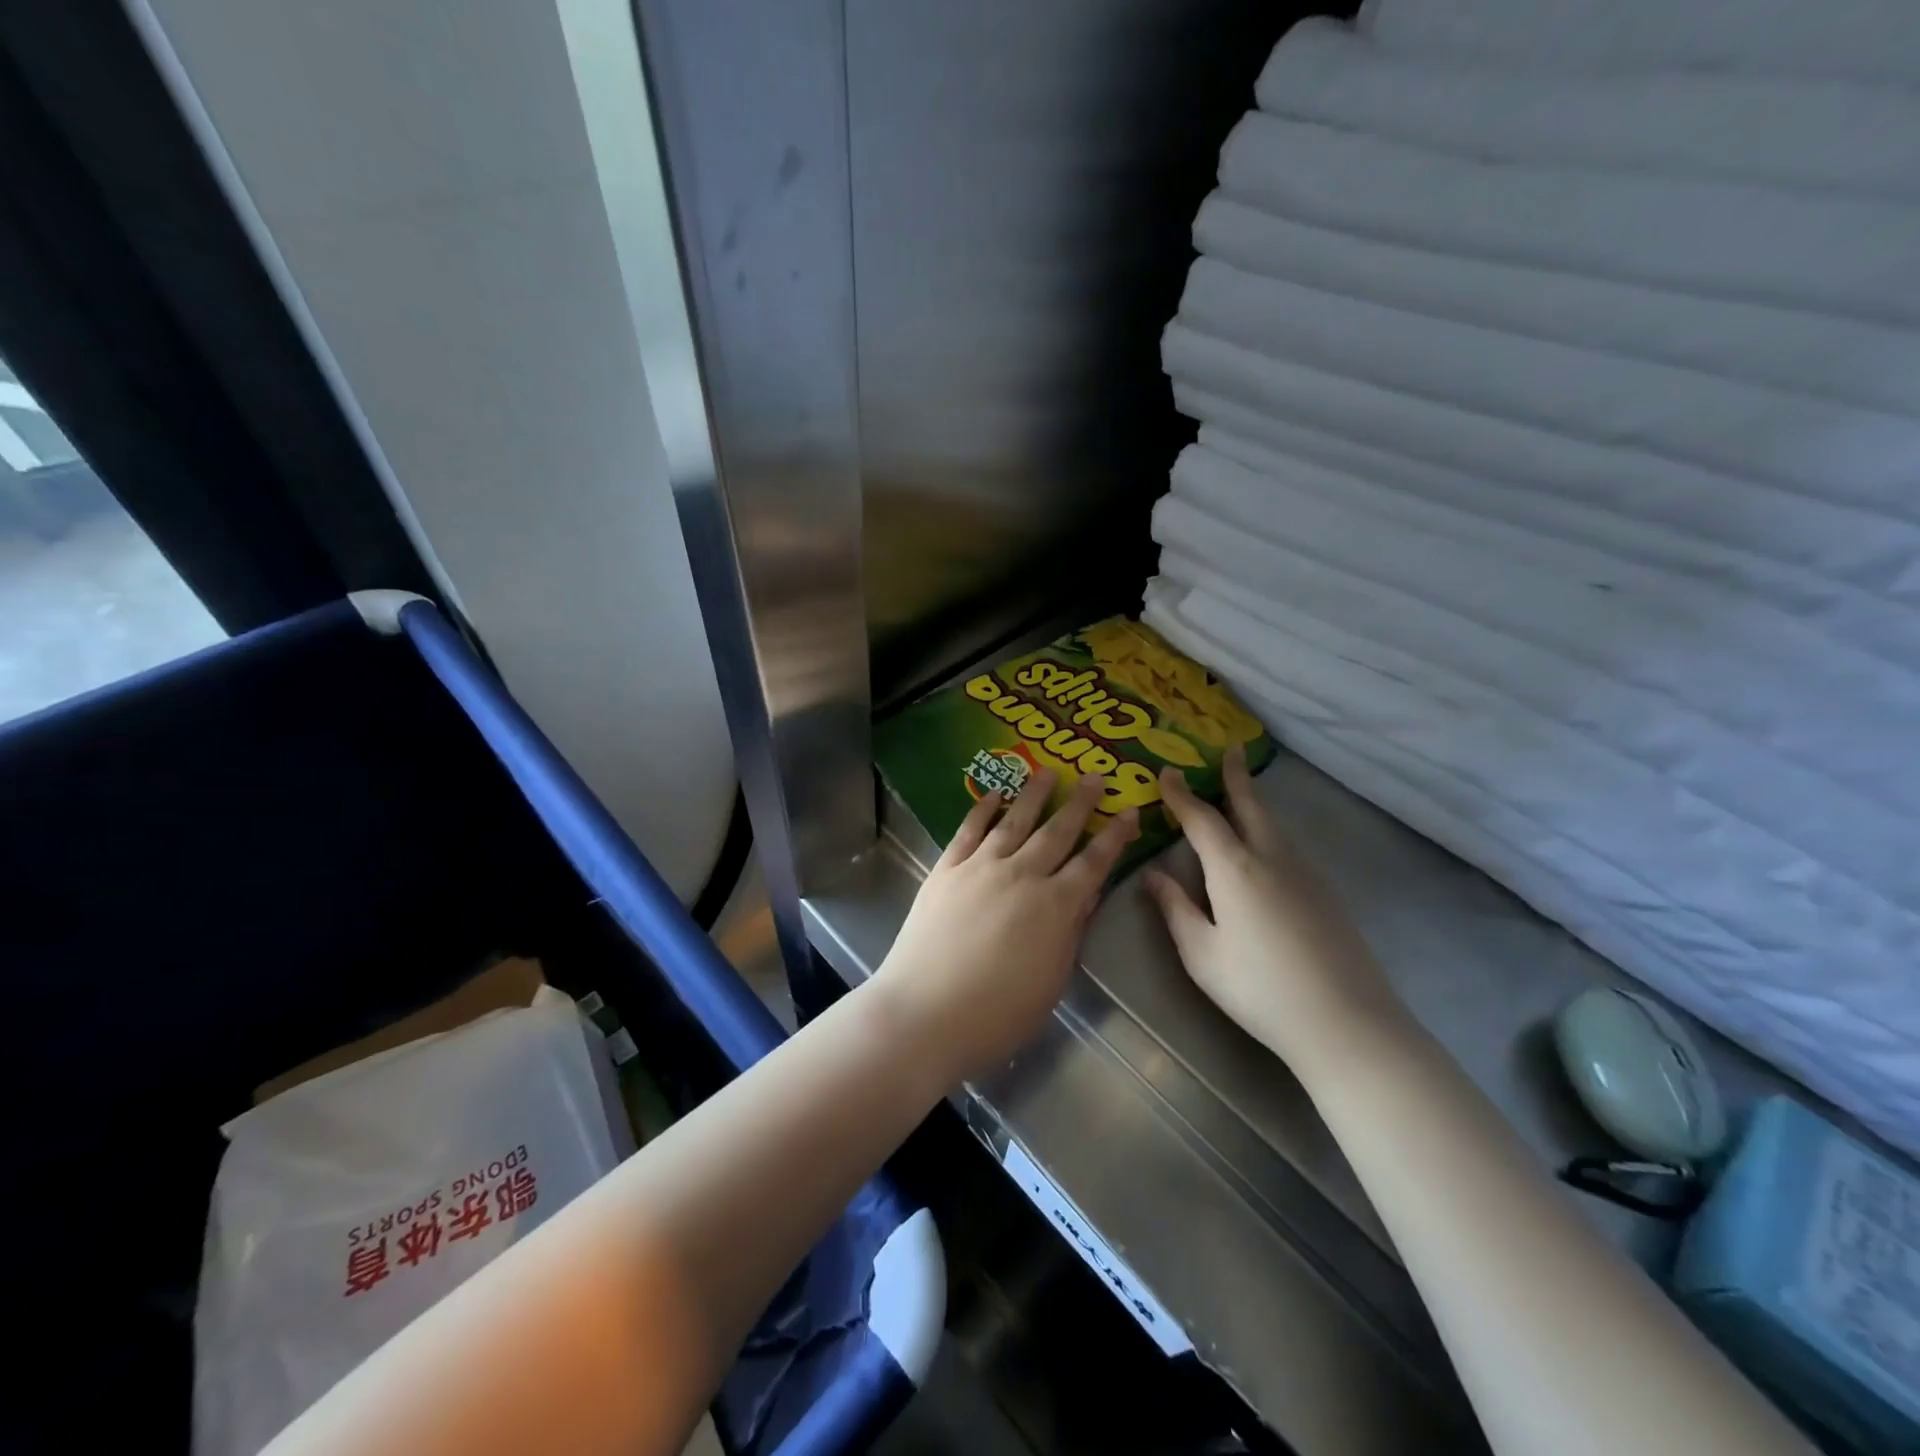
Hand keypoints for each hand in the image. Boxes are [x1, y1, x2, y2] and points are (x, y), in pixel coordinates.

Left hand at [873, 770, 1138, 1081]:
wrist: (925, 1013)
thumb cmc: (997, 1014)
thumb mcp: (1051, 981)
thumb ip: (1070, 933)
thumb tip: (1087, 896)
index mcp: (1055, 907)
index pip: (1094, 863)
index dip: (1114, 837)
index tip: (1131, 811)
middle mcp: (1021, 875)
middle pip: (1057, 832)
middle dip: (1080, 803)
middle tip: (1096, 777)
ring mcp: (980, 867)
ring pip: (1014, 821)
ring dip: (1034, 794)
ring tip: (1048, 772)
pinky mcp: (946, 869)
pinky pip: (969, 830)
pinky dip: (983, 809)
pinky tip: (994, 795)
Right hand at [1144, 746, 1409, 1073]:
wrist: (1346, 1023)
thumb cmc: (1259, 989)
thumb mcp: (1201, 954)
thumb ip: (1175, 908)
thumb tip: (1151, 874)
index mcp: (1234, 869)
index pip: (1202, 819)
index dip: (1180, 794)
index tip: (1166, 772)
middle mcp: (1272, 858)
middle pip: (1251, 805)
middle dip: (1235, 777)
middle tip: (1229, 749)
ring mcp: (1305, 874)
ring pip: (1274, 825)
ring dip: (1254, 802)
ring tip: (1241, 793)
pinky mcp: (1326, 893)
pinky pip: (1290, 846)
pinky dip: (1271, 830)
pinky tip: (1266, 848)